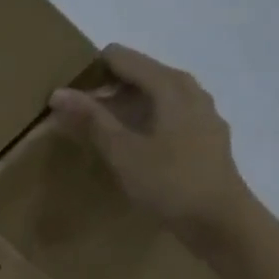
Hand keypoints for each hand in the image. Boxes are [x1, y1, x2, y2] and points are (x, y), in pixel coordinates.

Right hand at [47, 44, 254, 245]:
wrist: (220, 221)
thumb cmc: (169, 183)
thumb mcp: (123, 152)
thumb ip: (91, 119)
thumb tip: (58, 92)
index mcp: (169, 84)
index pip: (121, 57)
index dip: (91, 70)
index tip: (67, 93)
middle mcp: (189, 89)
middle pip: (140, 74)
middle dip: (107, 89)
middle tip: (77, 115)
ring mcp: (202, 113)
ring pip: (155, 96)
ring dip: (126, 107)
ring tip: (100, 132)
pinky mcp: (205, 136)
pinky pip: (168, 115)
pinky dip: (146, 122)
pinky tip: (133, 147)